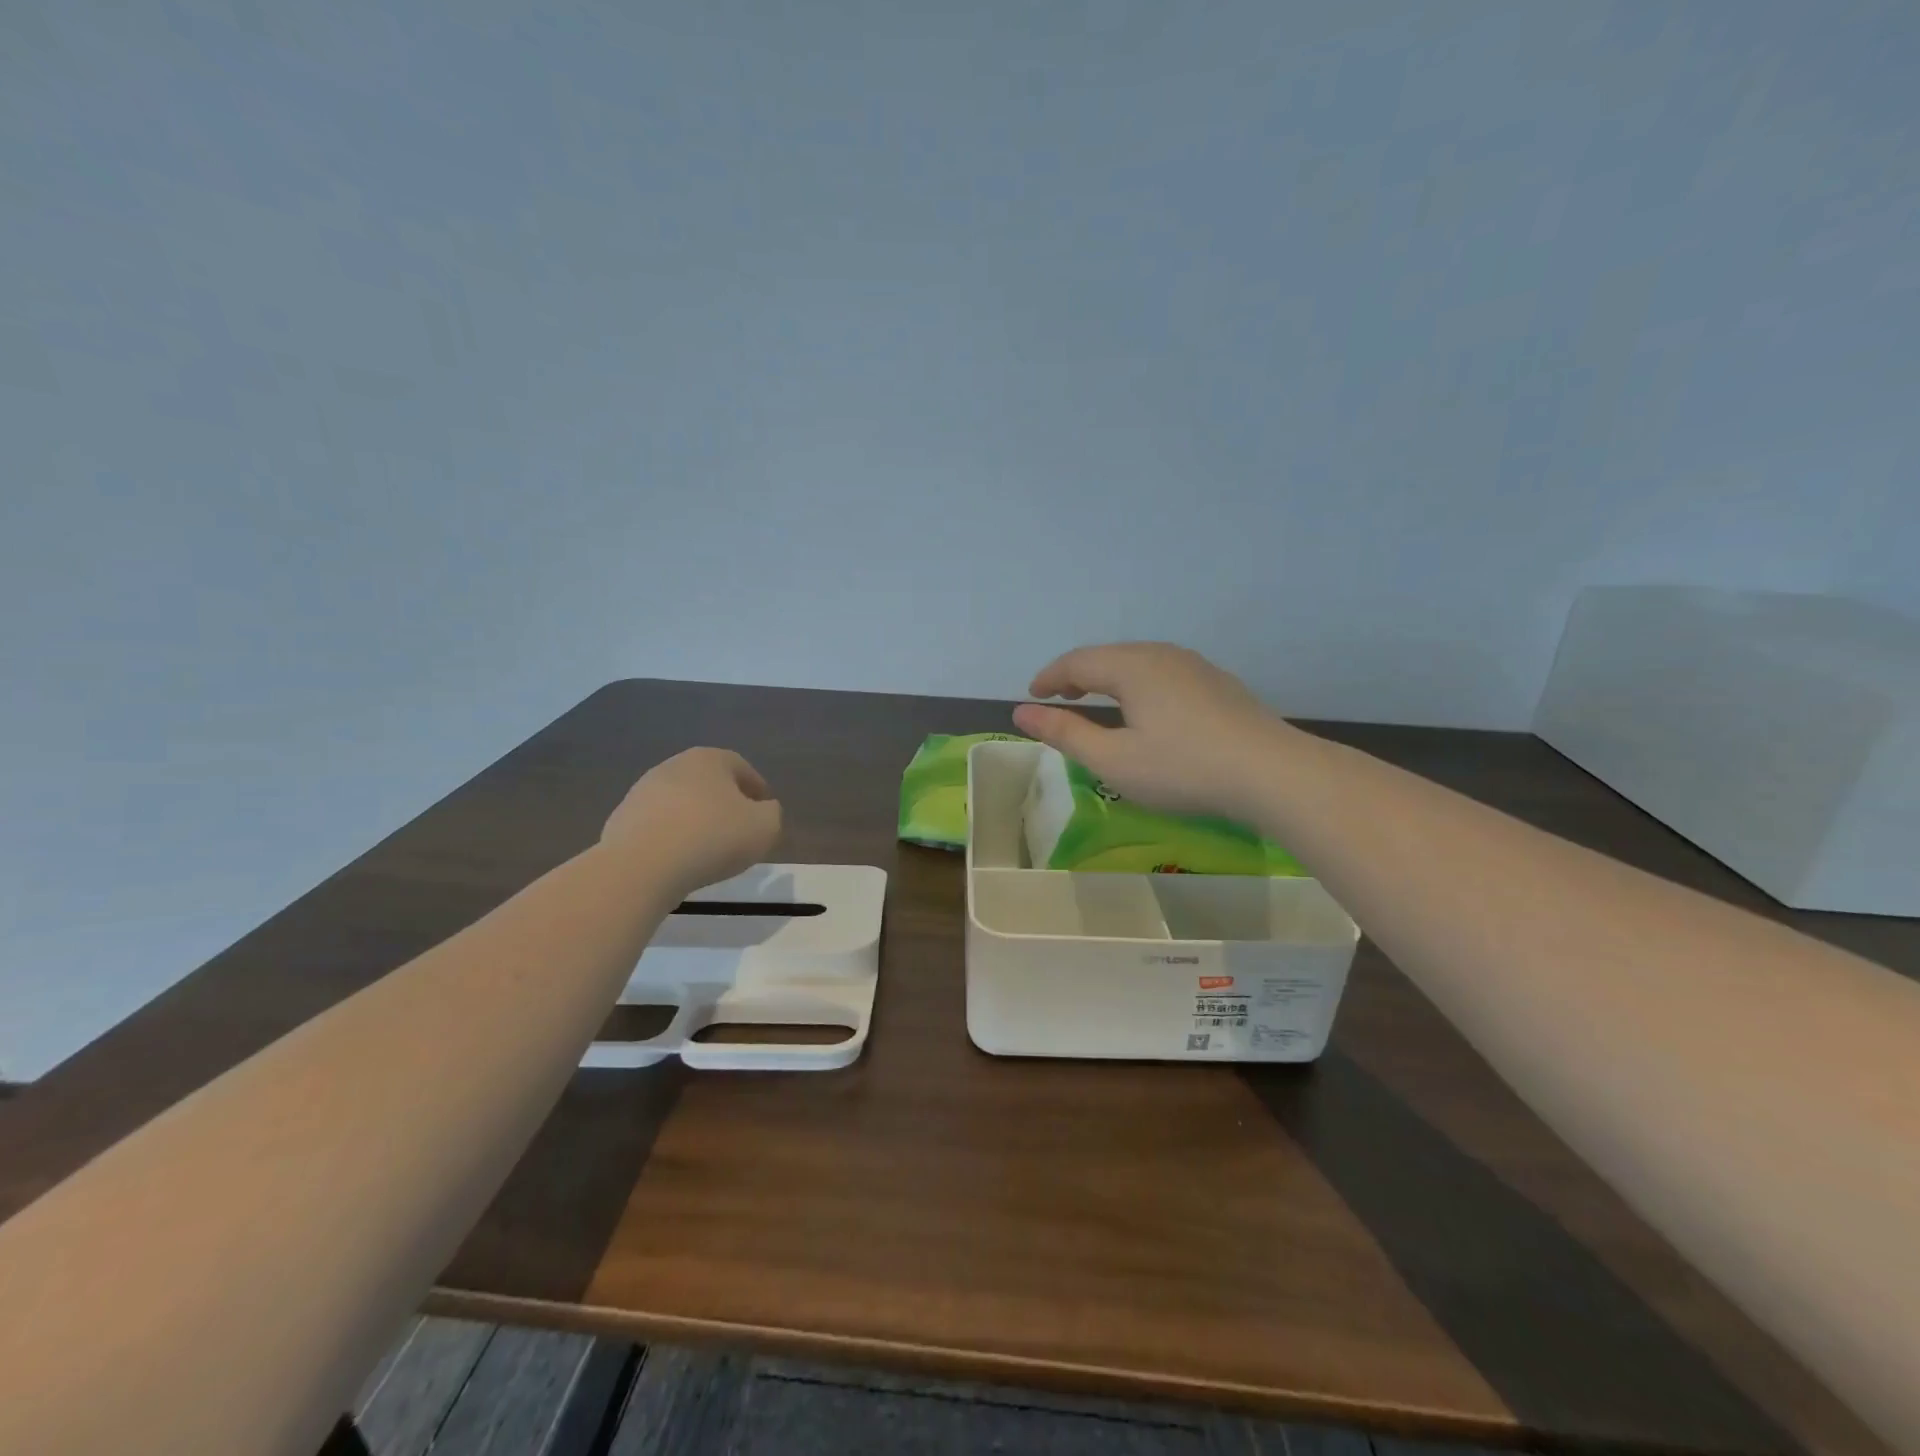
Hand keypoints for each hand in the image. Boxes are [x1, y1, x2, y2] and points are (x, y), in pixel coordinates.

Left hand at [601, 748, 781, 895]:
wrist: (641, 866)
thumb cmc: (713, 838)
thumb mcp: (765, 826)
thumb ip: (772, 813)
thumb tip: (763, 810)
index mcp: (709, 759)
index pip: (741, 768)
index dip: (757, 789)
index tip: (765, 812)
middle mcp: (673, 766)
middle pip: (709, 783)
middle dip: (725, 803)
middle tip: (739, 830)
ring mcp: (642, 792)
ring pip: (681, 804)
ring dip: (696, 820)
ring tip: (708, 850)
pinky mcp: (621, 820)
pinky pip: (658, 826)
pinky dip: (672, 838)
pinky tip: (679, 860)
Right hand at [1011, 643, 1289, 819]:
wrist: (1272, 773)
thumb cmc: (1182, 768)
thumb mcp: (1113, 759)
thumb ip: (1065, 733)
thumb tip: (1021, 712)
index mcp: (1132, 667)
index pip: (1077, 662)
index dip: (1049, 678)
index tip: (1031, 696)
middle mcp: (1162, 655)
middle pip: (1107, 657)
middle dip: (1077, 675)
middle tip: (1059, 699)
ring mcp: (1195, 666)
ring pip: (1138, 663)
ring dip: (1108, 679)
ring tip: (1096, 702)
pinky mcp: (1217, 684)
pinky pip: (1162, 674)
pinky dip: (1137, 686)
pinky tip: (1145, 711)